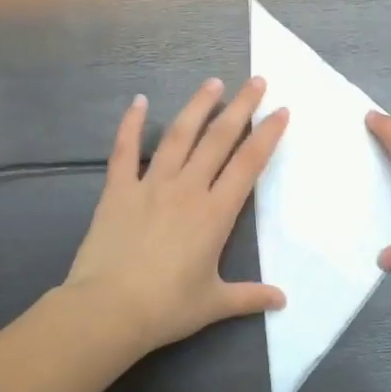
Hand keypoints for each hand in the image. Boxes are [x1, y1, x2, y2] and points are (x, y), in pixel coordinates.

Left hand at [64, 77, 287, 353]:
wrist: (108, 310)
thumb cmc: (166, 307)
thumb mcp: (214, 303)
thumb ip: (249, 297)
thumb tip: (282, 301)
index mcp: (215, 213)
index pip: (249, 164)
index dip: (267, 135)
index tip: (281, 111)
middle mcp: (187, 189)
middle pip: (219, 139)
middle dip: (241, 107)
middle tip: (256, 81)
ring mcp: (151, 185)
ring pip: (179, 136)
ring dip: (198, 107)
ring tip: (213, 83)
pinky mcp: (118, 190)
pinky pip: (125, 151)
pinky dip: (131, 125)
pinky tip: (139, 102)